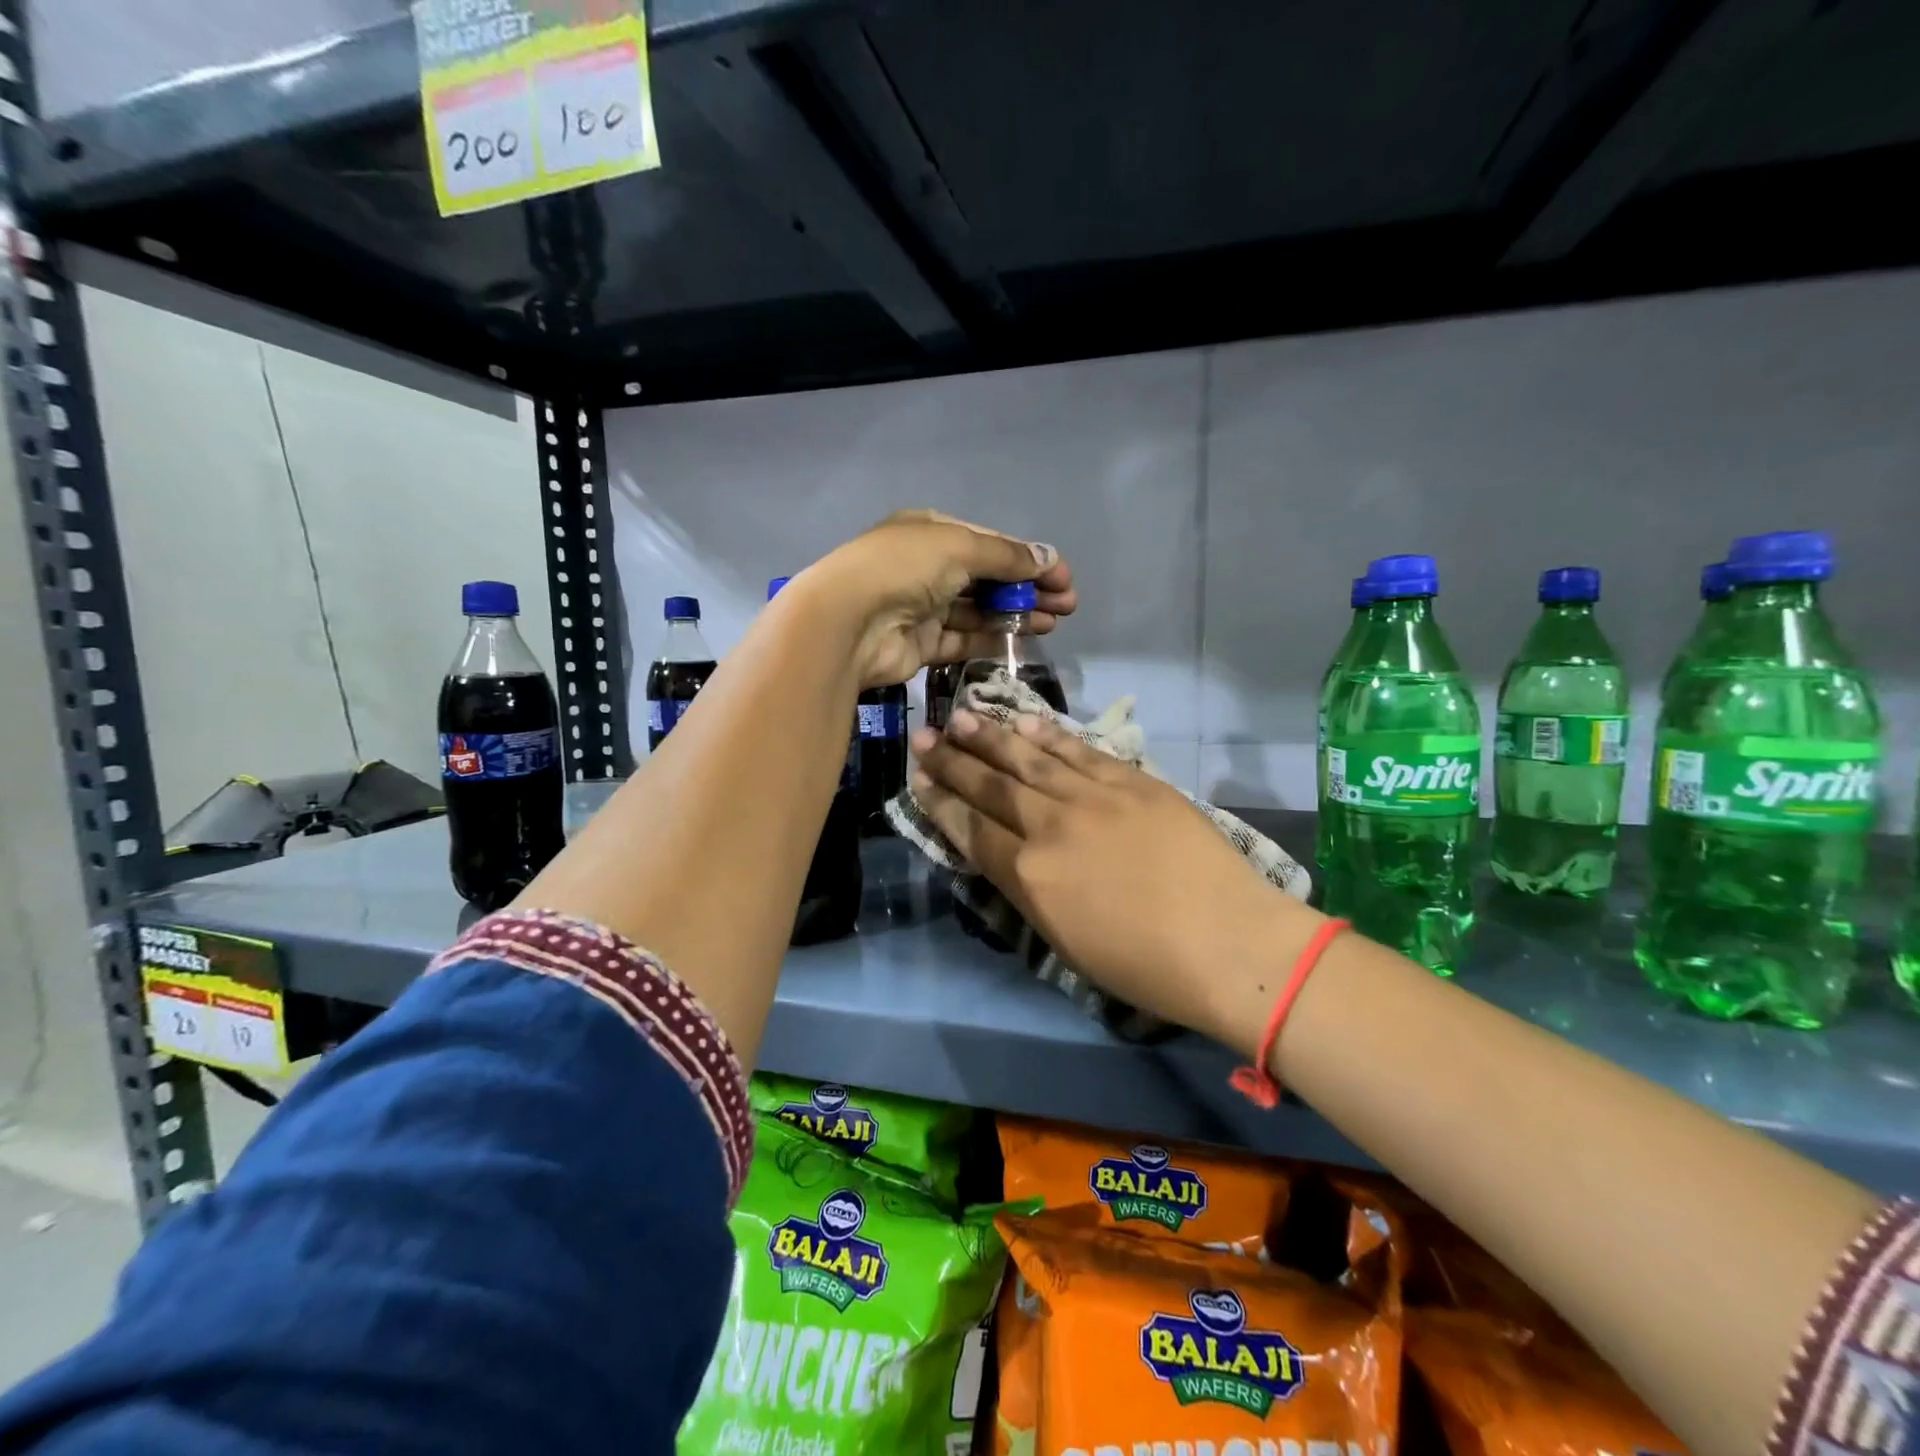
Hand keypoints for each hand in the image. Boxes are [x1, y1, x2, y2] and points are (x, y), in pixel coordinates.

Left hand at [801, 511, 1075, 687]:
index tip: (1064, 577)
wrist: (849, 622)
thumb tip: (1050, 559)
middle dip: (1028, 589)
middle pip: (988, 578)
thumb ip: (1007, 557)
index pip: (990, 543)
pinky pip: (964, 640)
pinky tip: (1024, 640)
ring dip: (1016, 615)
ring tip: (1054, 622)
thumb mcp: (960, 547)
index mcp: (932, 532)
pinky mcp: (921, 644)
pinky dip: (992, 639)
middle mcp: (927, 567)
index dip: (1029, 559)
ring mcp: (923, 607)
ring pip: (979, 611)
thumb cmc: (904, 568)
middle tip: (1067, 605)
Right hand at [909, 711, 1323, 1053]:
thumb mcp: (1064, 940)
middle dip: (952, 760)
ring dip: (991, 736)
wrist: (1228, 942)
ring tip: (962, 715)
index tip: (917, 778)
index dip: (940, 801)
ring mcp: (1092, 796)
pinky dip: (1048, 734)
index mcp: (1029, 875)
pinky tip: (1024, 720)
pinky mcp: (1131, 780)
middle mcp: (1050, 825)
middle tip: (924, 735)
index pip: (970, 828)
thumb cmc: (1143, 964)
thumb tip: (1002, 853)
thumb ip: (1026, 890)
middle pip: (990, 785)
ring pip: (1028, 758)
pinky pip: (1078, 750)